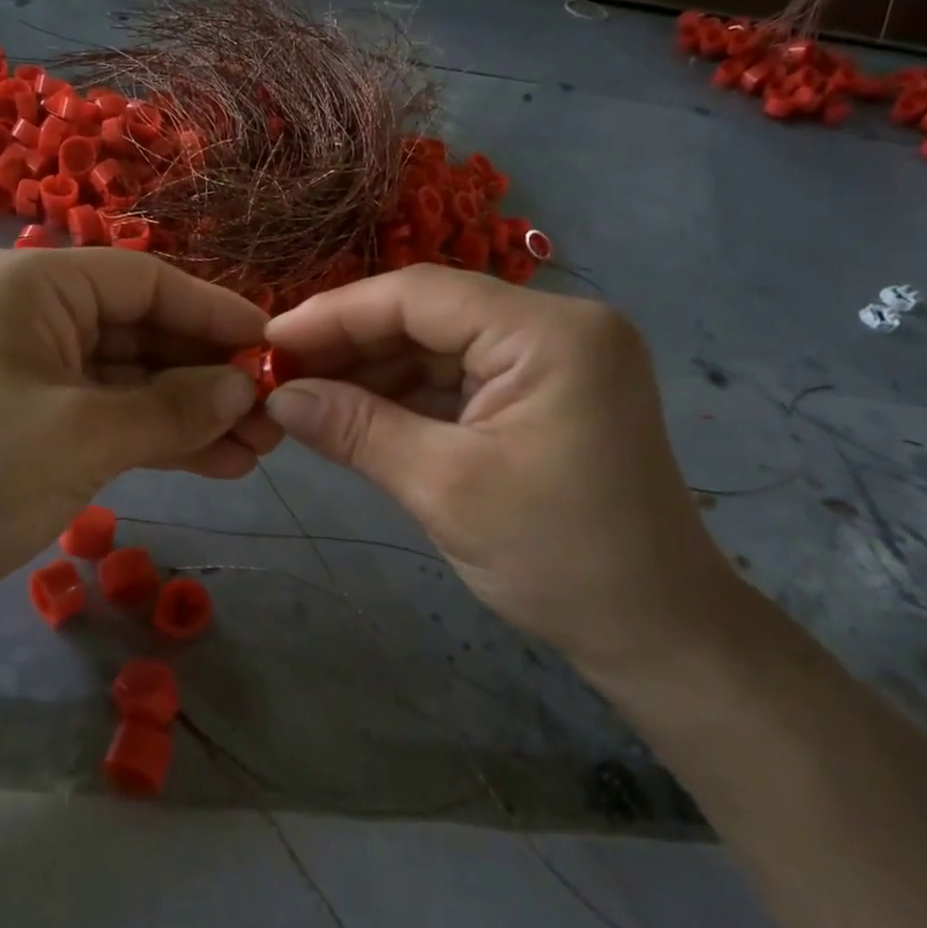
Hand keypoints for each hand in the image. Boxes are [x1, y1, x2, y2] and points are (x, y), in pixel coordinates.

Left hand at [0, 248, 278, 643]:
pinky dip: (159, 439)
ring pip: (132, 382)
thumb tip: (247, 387)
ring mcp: (33, 375)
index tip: (273, 346)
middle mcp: (32, 317)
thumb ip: (173, 408)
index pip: (145, 281)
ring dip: (193, 413)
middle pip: (142, 332)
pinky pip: (111, 419)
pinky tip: (218, 464)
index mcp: (31, 286)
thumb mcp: (81, 436)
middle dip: (208, 374)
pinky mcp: (34, 426)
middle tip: (275, 414)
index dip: (214, 312)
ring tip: (260, 449)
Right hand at [263, 267, 737, 675]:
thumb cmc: (559, 559)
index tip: (270, 338)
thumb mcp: (444, 488)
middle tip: (279, 370)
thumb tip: (278, 396)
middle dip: (351, 342)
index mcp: (550, 332)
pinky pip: (459, 376)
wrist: (656, 632)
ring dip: (372, 369)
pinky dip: (405, 393)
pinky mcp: (543, 391)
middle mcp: (557, 326)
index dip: (336, 313)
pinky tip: (353, 409)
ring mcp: (553, 358)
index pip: (421, 295)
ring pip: (439, 344)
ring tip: (304, 392)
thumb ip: (355, 429)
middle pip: (429, 314)